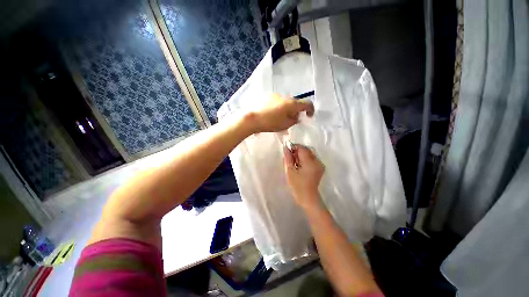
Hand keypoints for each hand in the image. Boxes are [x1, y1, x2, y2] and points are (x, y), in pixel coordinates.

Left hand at [248, 93, 313, 132]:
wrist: (252, 118)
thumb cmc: (270, 123)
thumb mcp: (285, 125)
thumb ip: (294, 120)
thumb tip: (296, 116)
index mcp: (292, 103)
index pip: (307, 103)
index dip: (310, 109)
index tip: (309, 116)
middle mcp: (285, 97)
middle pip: (295, 103)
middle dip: (295, 111)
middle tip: (290, 120)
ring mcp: (276, 95)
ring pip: (285, 102)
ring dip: (286, 109)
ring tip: (278, 118)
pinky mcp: (267, 96)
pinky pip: (277, 102)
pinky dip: (278, 107)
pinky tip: (271, 114)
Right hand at [284, 145, 324, 209]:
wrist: (308, 198)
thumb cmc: (297, 186)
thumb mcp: (290, 171)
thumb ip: (288, 158)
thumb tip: (286, 148)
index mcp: (310, 162)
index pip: (302, 148)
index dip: (294, 147)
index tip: (287, 152)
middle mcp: (317, 161)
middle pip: (306, 150)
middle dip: (297, 151)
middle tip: (290, 159)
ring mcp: (320, 164)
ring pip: (309, 153)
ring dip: (301, 155)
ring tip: (295, 163)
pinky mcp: (320, 168)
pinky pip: (312, 158)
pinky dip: (305, 159)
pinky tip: (300, 166)